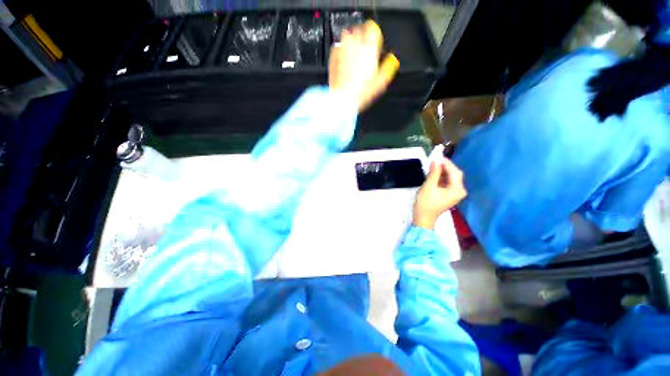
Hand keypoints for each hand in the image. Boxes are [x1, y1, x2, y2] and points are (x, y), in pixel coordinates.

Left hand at [329, 20, 398, 110]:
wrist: (343, 98)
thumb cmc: (360, 93)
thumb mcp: (380, 83)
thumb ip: (387, 68)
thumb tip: (392, 60)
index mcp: (369, 49)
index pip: (373, 29)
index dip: (373, 33)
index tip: (373, 39)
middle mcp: (356, 46)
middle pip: (359, 30)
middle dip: (361, 36)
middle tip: (362, 47)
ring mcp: (343, 50)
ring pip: (347, 35)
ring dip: (350, 41)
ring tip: (352, 52)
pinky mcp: (333, 57)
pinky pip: (337, 46)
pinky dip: (340, 50)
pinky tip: (343, 59)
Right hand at [413, 152, 466, 229]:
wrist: (423, 218)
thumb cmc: (426, 203)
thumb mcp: (429, 186)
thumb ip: (434, 172)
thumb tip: (436, 160)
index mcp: (457, 189)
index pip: (455, 172)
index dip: (447, 163)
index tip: (437, 156)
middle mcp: (460, 190)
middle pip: (454, 174)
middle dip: (445, 166)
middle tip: (434, 160)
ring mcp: (455, 193)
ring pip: (451, 177)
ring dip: (442, 171)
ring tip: (432, 165)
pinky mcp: (449, 194)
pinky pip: (447, 182)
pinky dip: (441, 177)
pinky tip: (434, 173)